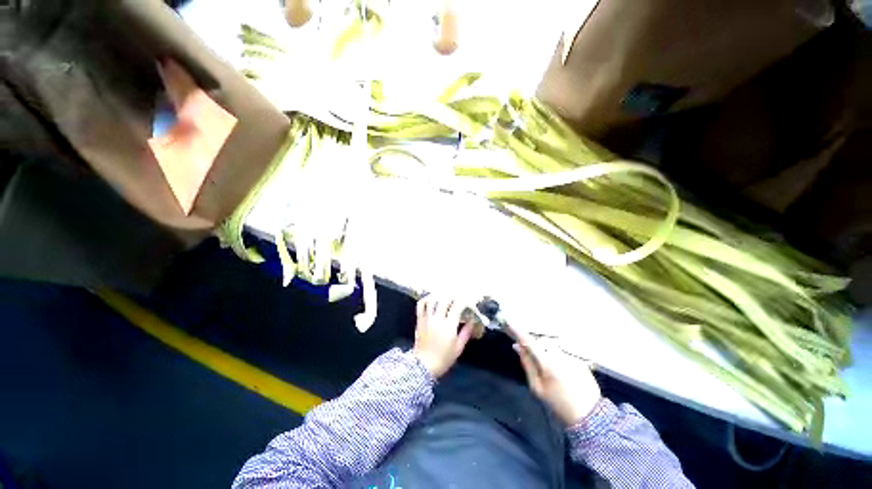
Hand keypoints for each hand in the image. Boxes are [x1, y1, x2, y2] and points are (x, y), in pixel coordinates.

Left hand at [412, 296, 474, 377]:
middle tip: (457, 298)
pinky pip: (421, 305)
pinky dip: (426, 299)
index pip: (457, 307)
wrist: (424, 366)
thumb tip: (472, 320)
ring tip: (445, 296)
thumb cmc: (444, 358)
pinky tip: (432, 299)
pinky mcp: (419, 320)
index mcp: (449, 327)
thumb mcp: (459, 348)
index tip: (467, 302)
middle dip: (453, 296)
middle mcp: (437, 320)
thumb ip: (466, 332)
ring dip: (440, 295)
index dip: (463, 301)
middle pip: (445, 300)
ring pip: (432, 300)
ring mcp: (427, 319)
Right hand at [513, 334, 600, 425]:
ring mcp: (570, 355)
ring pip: (551, 345)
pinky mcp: (578, 358)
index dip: (517, 330)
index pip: (529, 341)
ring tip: (546, 365)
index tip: (508, 321)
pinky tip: (560, 370)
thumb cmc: (558, 404)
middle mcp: (559, 354)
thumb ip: (527, 364)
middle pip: (540, 340)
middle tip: (527, 350)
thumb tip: (517, 346)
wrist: (589, 415)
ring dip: (544, 348)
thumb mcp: (537, 388)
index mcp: (547, 363)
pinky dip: (555, 355)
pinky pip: (561, 351)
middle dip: (532, 343)